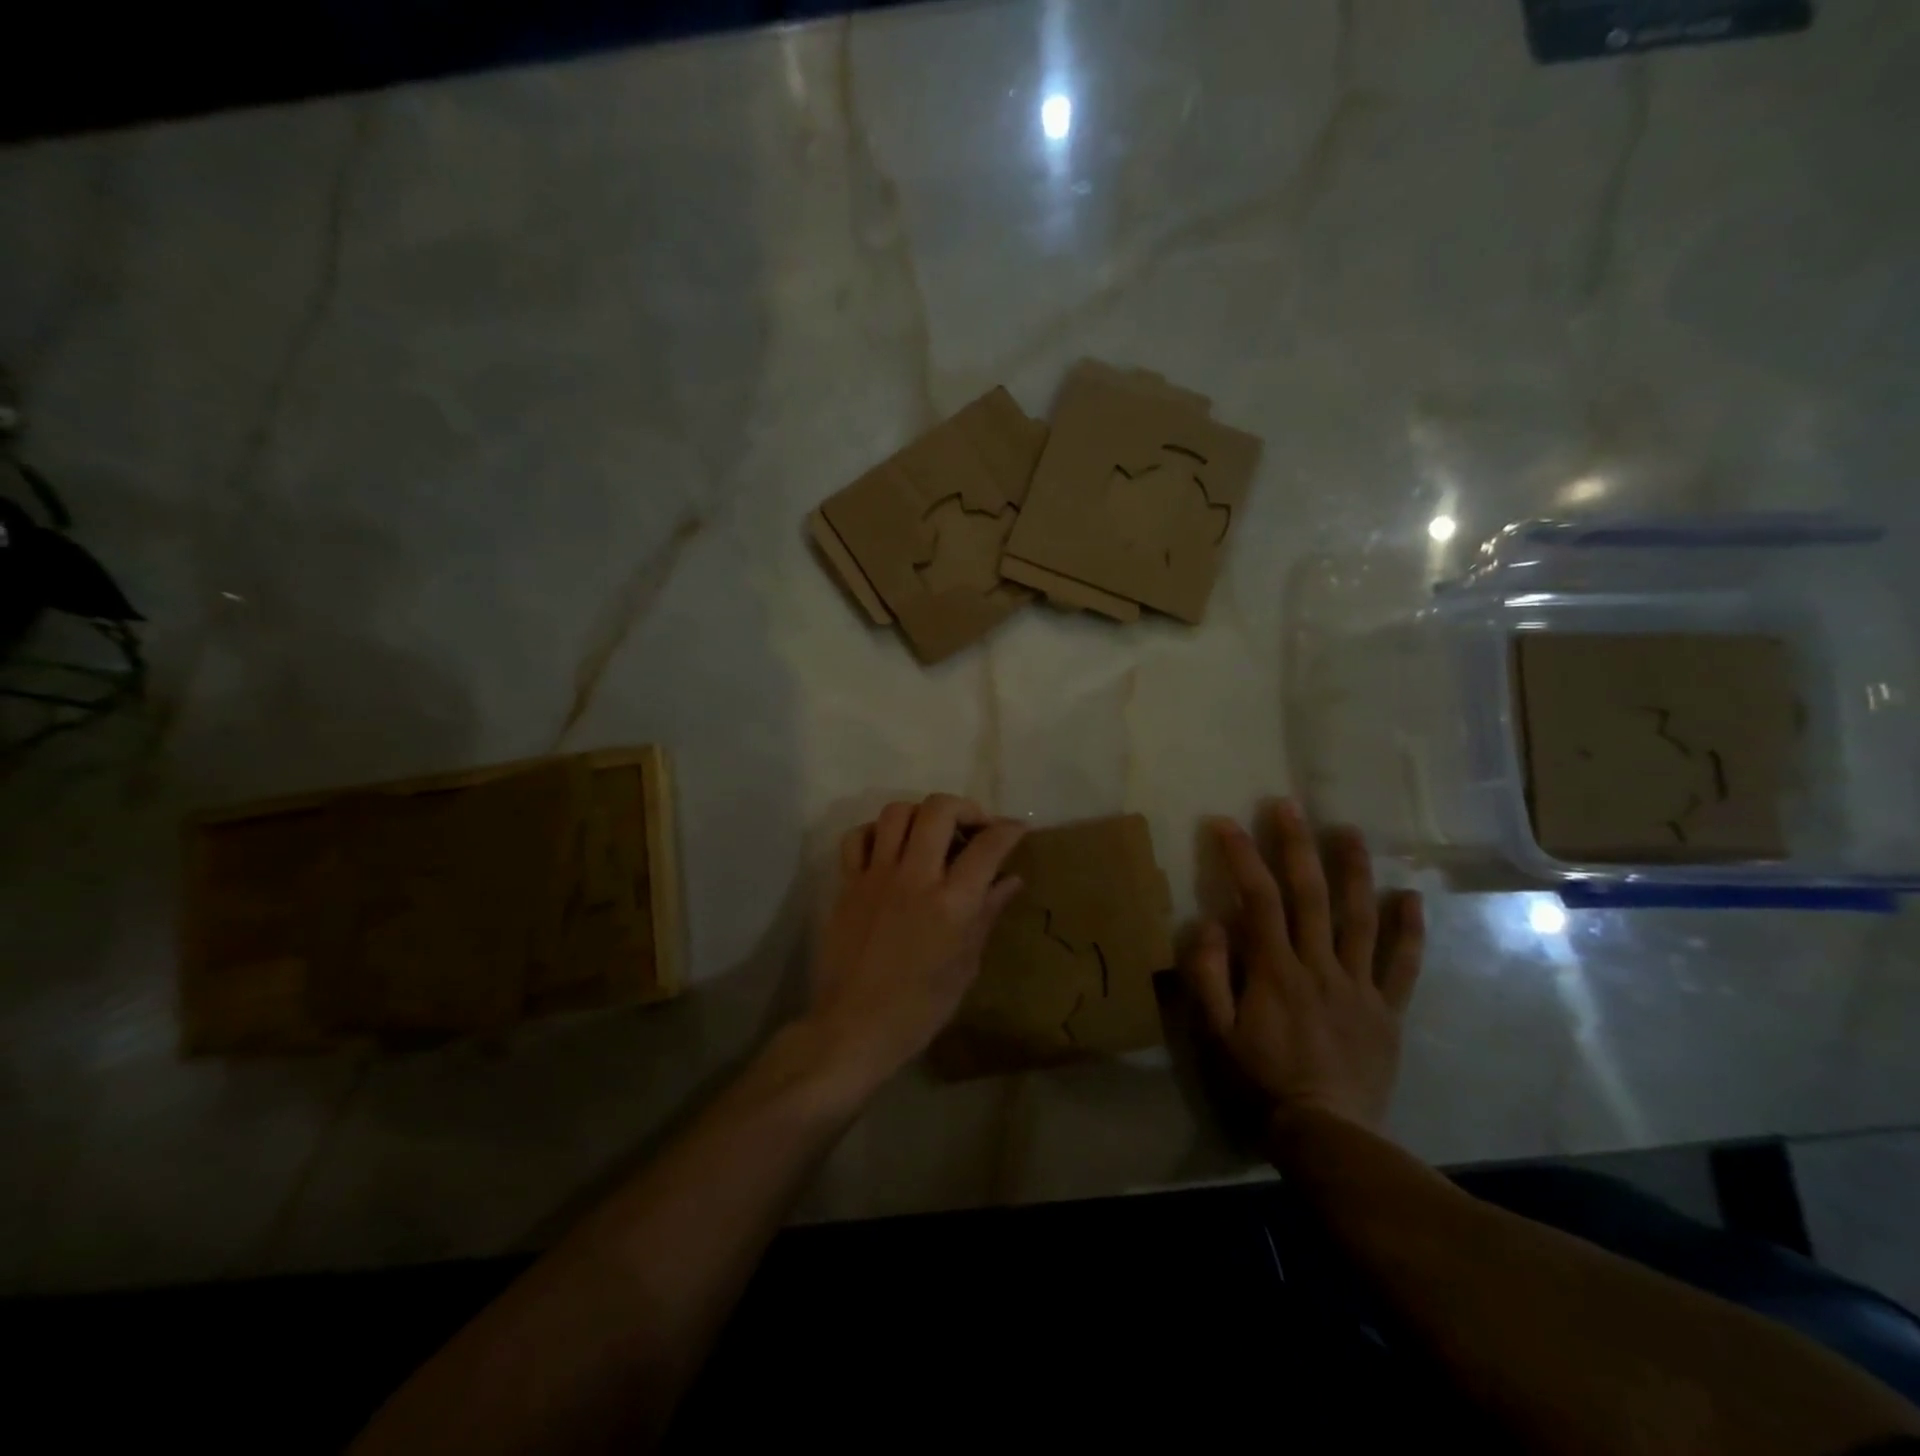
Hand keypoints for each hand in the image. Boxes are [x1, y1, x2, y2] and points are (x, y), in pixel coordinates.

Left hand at [807, 794, 1026, 1089]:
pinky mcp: (847, 884)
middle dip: (965, 808)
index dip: (1008, 829)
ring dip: (920, 814)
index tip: (1016, 829)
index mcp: (951, 904)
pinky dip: (876, 832)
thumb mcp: (965, 966)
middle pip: (938, 809)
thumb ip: (987, 914)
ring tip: (931, 833)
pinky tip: (889, 848)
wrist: (854, 1027)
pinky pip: (857, 837)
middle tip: (973, 827)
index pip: (987, 846)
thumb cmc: (919, 1008)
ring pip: (896, 812)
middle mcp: (914, 878)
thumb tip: (1011, 879)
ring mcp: (876, 877)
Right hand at [1181, 799, 1423, 1131]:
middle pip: (1310, 896)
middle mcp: (1319, 966)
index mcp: (1274, 970)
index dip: (1242, 857)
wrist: (1327, 1134)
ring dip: (1354, 871)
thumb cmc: (1260, 1081)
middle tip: (1289, 806)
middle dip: (1297, 846)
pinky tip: (1410, 897)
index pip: (1258, 899)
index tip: (1226, 823)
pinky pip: (1403, 965)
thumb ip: (1207, 975)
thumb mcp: (1215, 1033)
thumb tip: (1209, 922)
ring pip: (1360, 919)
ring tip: (1348, 831)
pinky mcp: (1387, 1010)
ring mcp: (1359, 986)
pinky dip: (1409, 930)